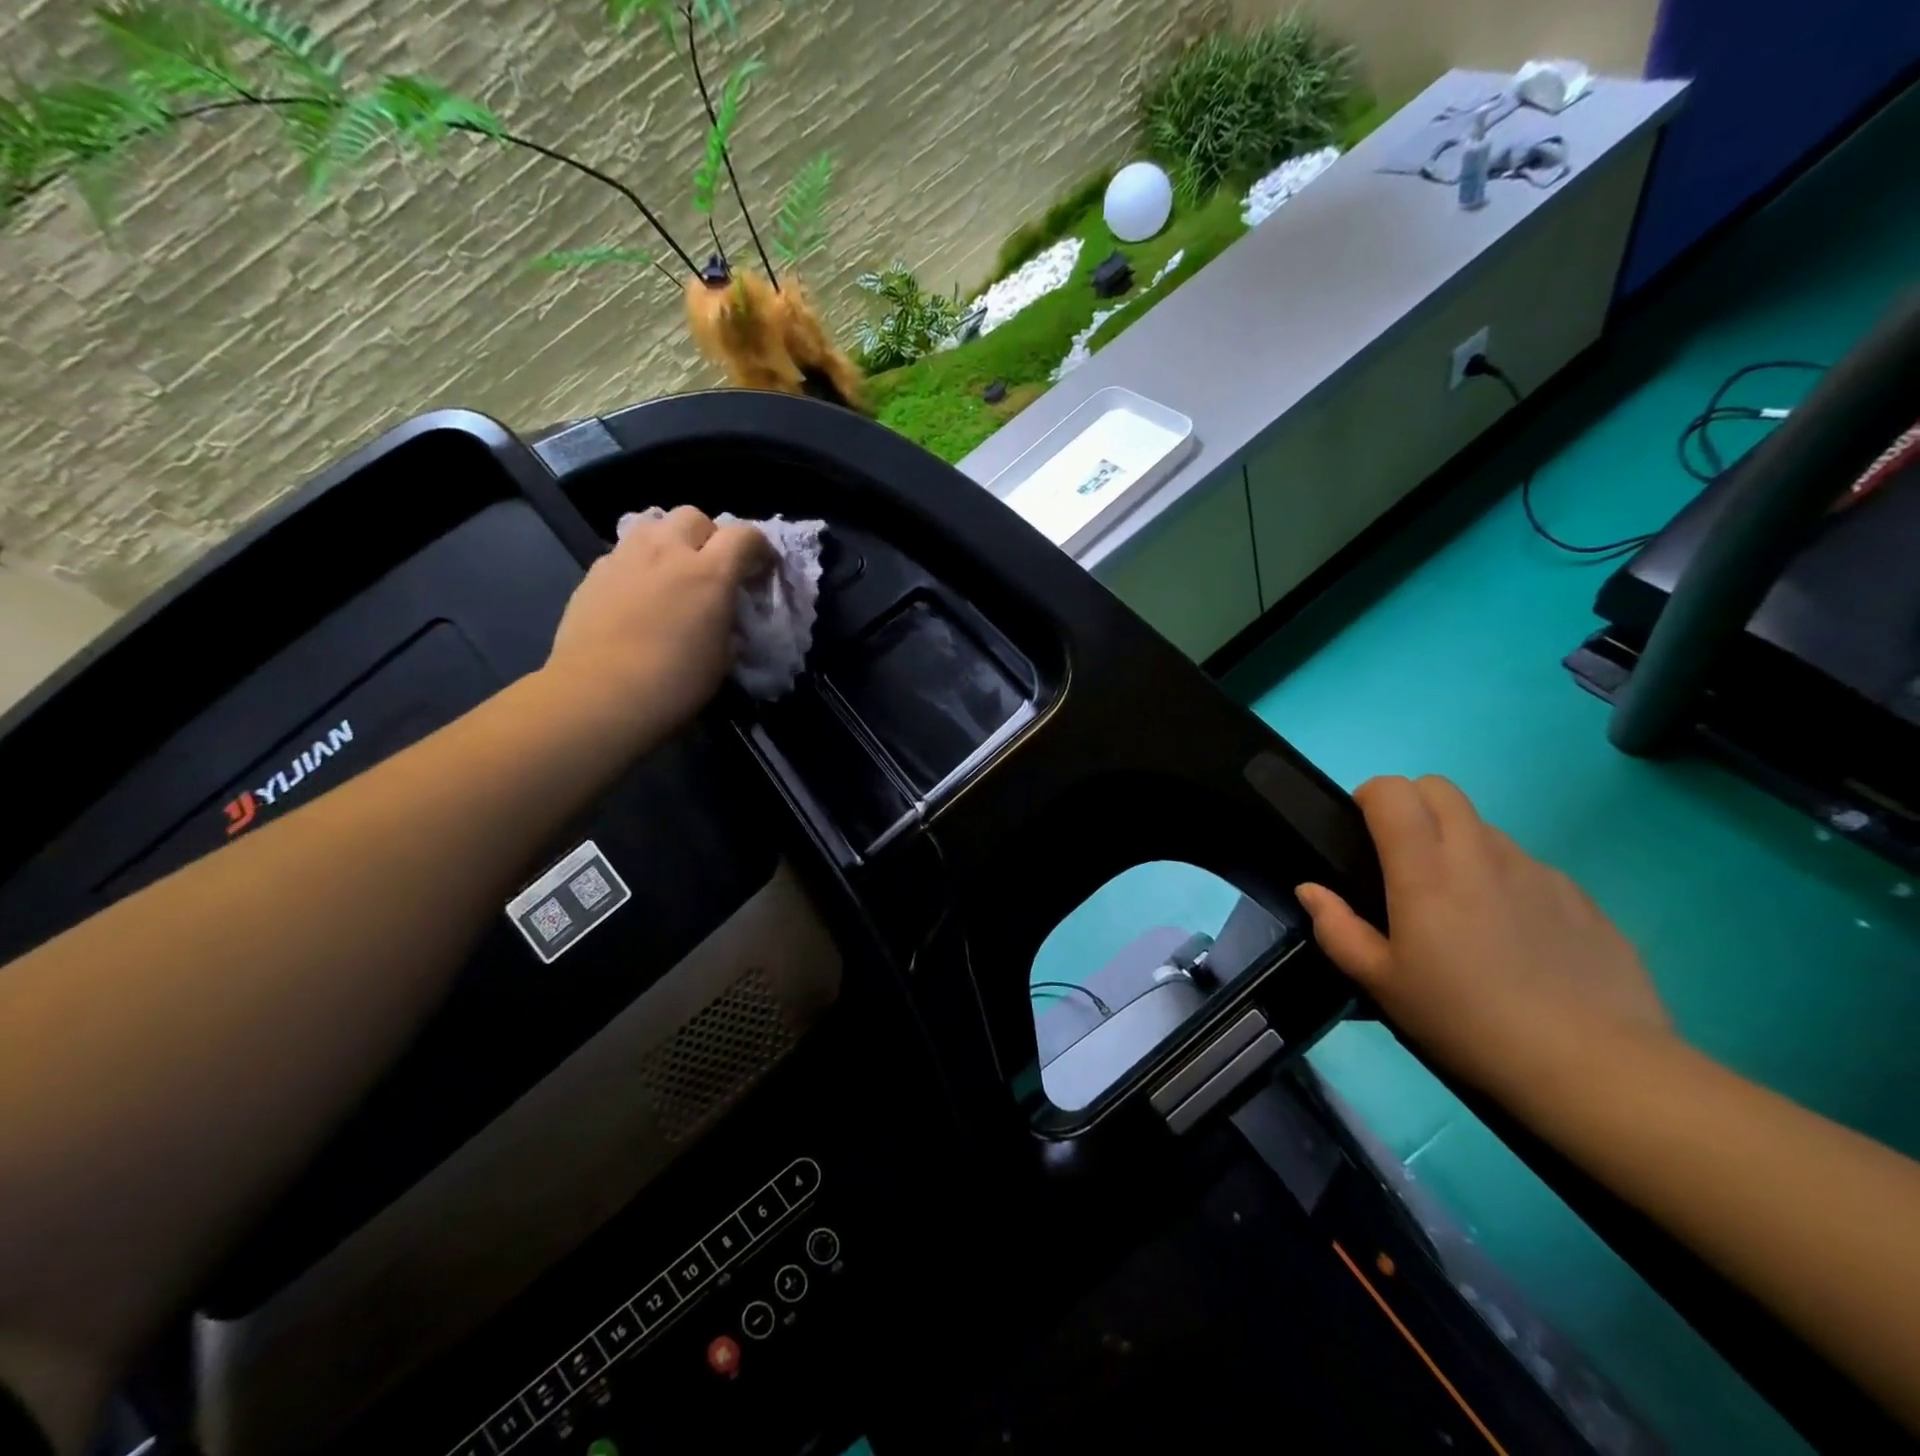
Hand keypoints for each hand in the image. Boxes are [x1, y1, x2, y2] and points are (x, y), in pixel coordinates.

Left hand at [545, 507, 773, 740]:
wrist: (599, 695)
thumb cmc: (674, 683)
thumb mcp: (723, 656)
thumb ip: (727, 622)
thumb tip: (723, 614)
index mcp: (710, 573)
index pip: (744, 535)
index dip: (758, 547)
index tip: (760, 568)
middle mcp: (668, 552)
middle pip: (694, 516)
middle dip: (709, 535)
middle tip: (712, 567)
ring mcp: (626, 557)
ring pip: (654, 525)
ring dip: (671, 541)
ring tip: (672, 572)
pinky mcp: (595, 571)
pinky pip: (625, 551)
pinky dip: (640, 563)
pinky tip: (638, 593)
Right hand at [1296, 776, 1672, 1110]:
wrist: (1593, 1066)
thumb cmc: (1466, 1022)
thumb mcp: (1382, 985)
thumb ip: (1337, 929)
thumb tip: (1311, 890)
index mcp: (1426, 872)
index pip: (1394, 792)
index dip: (1371, 797)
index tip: (1362, 830)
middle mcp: (1479, 854)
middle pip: (1440, 789)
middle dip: (1412, 804)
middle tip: (1402, 856)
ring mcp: (1535, 870)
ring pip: (1483, 826)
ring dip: (1458, 843)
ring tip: (1459, 904)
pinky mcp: (1578, 895)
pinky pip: (1526, 865)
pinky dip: (1503, 878)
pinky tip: (1512, 935)